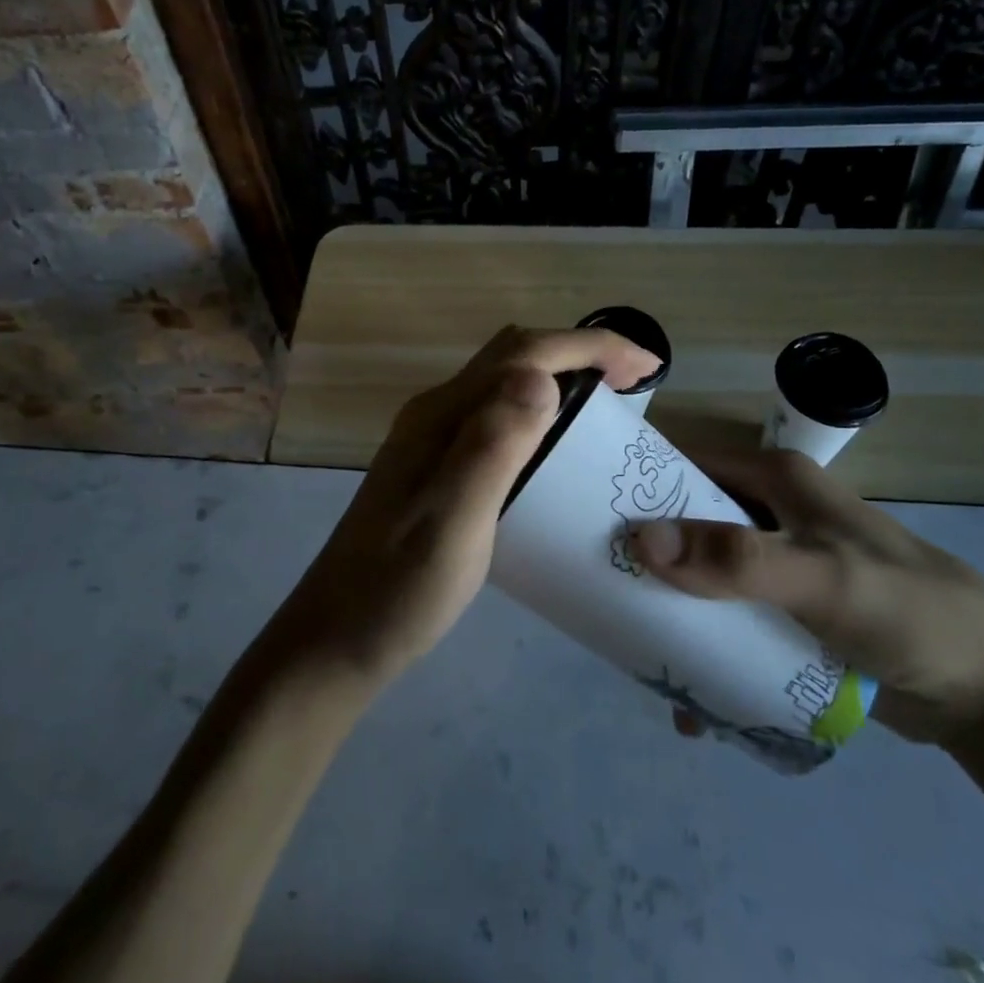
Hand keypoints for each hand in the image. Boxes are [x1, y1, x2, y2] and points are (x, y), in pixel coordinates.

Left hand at [275, 326, 660, 685]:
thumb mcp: (454, 522)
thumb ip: (492, 447)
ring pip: (504, 382)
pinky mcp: (436, 466)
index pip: (524, 352)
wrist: (337, 637)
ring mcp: (432, 439)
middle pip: (513, 355)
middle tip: (632, 385)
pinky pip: (496, 415)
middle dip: (578, 353)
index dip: (590, 346)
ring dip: (558, 378)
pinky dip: (539, 411)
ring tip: (604, 410)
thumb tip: (541, 378)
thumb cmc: (400, 587)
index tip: (646, 366)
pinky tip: (556, 451)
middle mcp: (436, 413)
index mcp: (443, 415)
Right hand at [627, 446, 983, 747]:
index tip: (578, 517)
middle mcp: (768, 511)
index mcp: (772, 478)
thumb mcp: (822, 580)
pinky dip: (702, 648)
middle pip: (683, 520)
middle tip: (594, 590)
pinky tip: (687, 696)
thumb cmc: (909, 613)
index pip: (681, 462)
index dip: (631, 482)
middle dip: (641, 555)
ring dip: (668, 609)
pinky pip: (726, 619)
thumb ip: (735, 560)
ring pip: (700, 574)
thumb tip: (638, 540)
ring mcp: (776, 564)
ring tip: (628, 649)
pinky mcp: (786, 612)